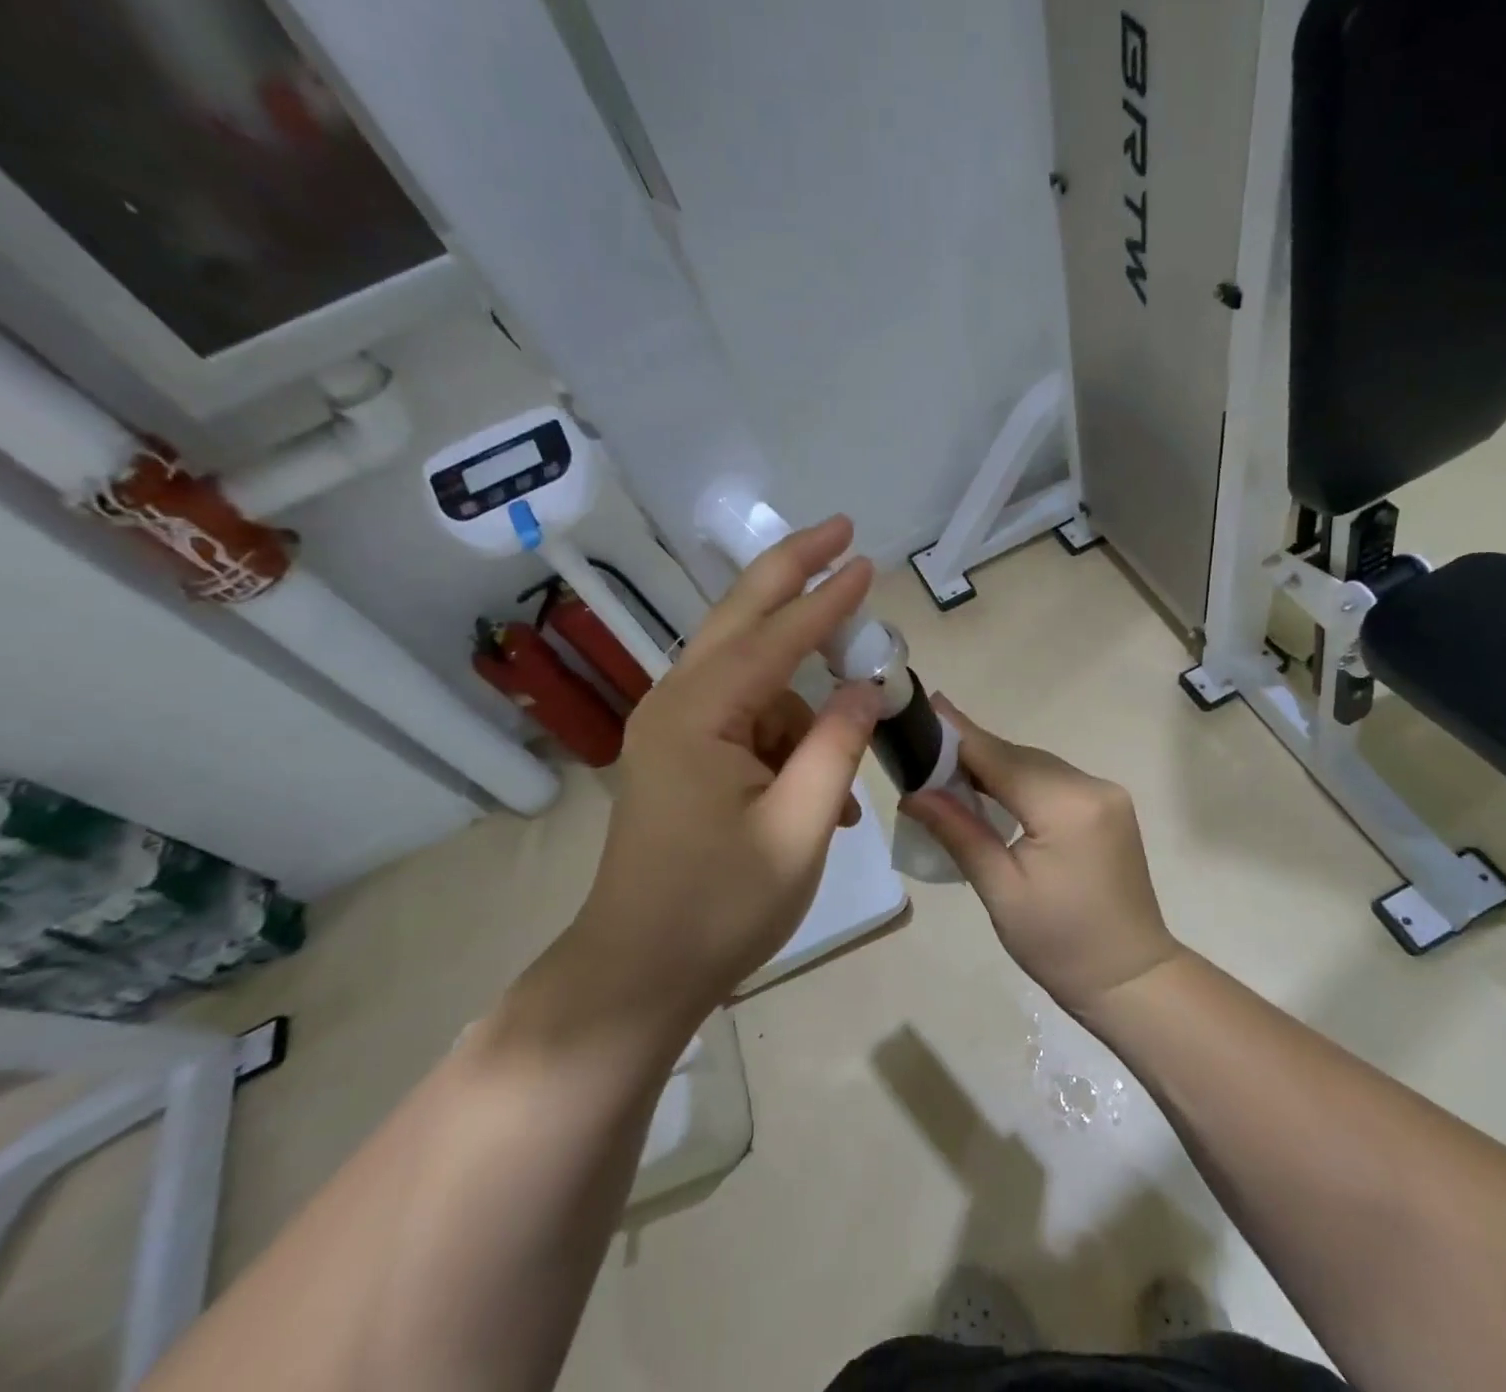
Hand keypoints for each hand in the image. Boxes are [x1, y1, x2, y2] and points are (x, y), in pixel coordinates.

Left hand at [549, 517, 882, 1044]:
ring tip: (837, 796)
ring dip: (806, 716)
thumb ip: (837, 745)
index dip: (829, 600)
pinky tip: (818, 798)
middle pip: (742, 617)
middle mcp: (676, 704)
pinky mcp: (678, 754)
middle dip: (794, 572)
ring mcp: (672, 728)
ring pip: (755, 684)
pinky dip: (786, 744)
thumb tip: (868, 686)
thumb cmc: (721, 907)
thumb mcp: (800, 827)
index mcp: (699, 715)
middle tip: (842, 532)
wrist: (638, 973)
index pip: (777, 638)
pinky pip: (746, 723)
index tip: (868, 561)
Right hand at [902, 702, 1182, 1016]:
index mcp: (1066, 805)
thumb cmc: (1060, 944)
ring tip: (948, 768)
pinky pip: (1054, 781)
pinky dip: (1021, 781)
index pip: (999, 757)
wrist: (1131, 978)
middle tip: (924, 748)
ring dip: (995, 766)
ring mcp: (1106, 795)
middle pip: (1019, 757)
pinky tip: (992, 790)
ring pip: (1037, 766)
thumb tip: (913, 792)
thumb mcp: (1000, 890)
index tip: (925, 706)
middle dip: (972, 752)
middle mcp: (1092, 786)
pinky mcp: (1109, 808)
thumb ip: (959, 831)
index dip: (958, 734)